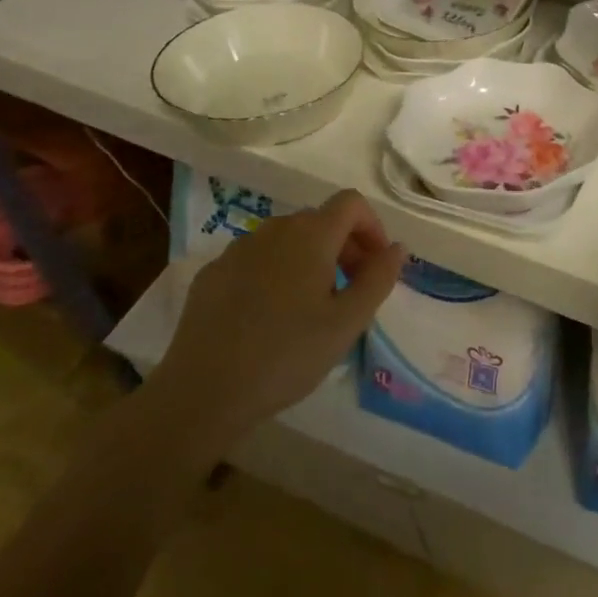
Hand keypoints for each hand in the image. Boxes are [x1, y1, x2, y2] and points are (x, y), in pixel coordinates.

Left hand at [147, 190, 405, 459]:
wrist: (201, 393)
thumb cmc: (287, 355)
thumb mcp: (347, 322)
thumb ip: (379, 278)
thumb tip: (396, 247)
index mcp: (310, 235)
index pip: (351, 203)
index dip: (372, 227)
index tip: (376, 266)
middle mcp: (273, 229)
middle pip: (320, 221)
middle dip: (344, 247)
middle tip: (351, 292)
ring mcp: (237, 249)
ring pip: (286, 240)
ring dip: (310, 260)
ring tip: (311, 307)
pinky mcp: (211, 274)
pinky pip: (255, 260)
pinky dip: (274, 274)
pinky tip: (269, 317)